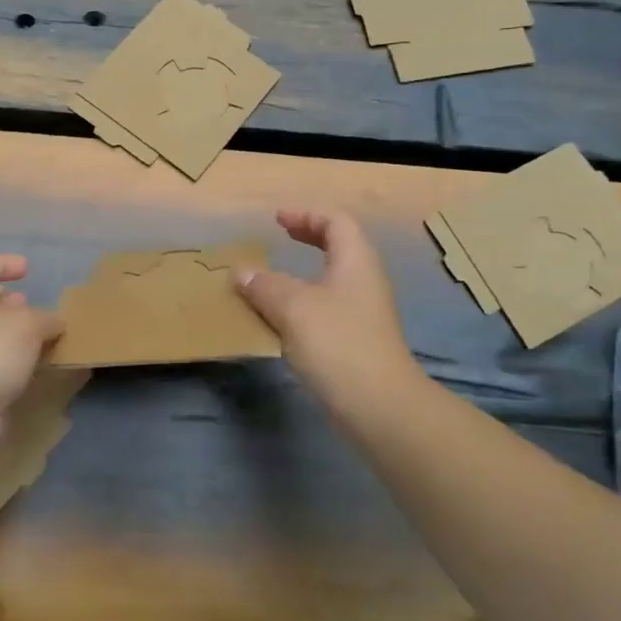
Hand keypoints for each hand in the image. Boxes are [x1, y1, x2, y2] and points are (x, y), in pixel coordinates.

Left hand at [0, 254, 63, 420]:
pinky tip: (31, 367)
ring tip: (38, 337)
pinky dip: (8, 360)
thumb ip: (46, 318)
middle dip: (6, 302)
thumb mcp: (29, 324)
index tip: (27, 269)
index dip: (3, 264)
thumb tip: (54, 323)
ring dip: (9, 334)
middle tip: (29, 304)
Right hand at [235, 210, 423, 423]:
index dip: (306, 215)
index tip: (277, 220)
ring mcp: (363, 312)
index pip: (336, 222)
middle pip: (340, 247)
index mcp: (355, 262)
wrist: (379, 404)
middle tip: (281, 236)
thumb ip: (265, 286)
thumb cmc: (338, 343)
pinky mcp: (356, 340)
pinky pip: (327, 306)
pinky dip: (304, 301)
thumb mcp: (293, 308)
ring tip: (273, 279)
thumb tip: (242, 273)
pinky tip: (282, 318)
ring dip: (303, 273)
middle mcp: (364, 281)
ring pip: (332, 279)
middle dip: (309, 238)